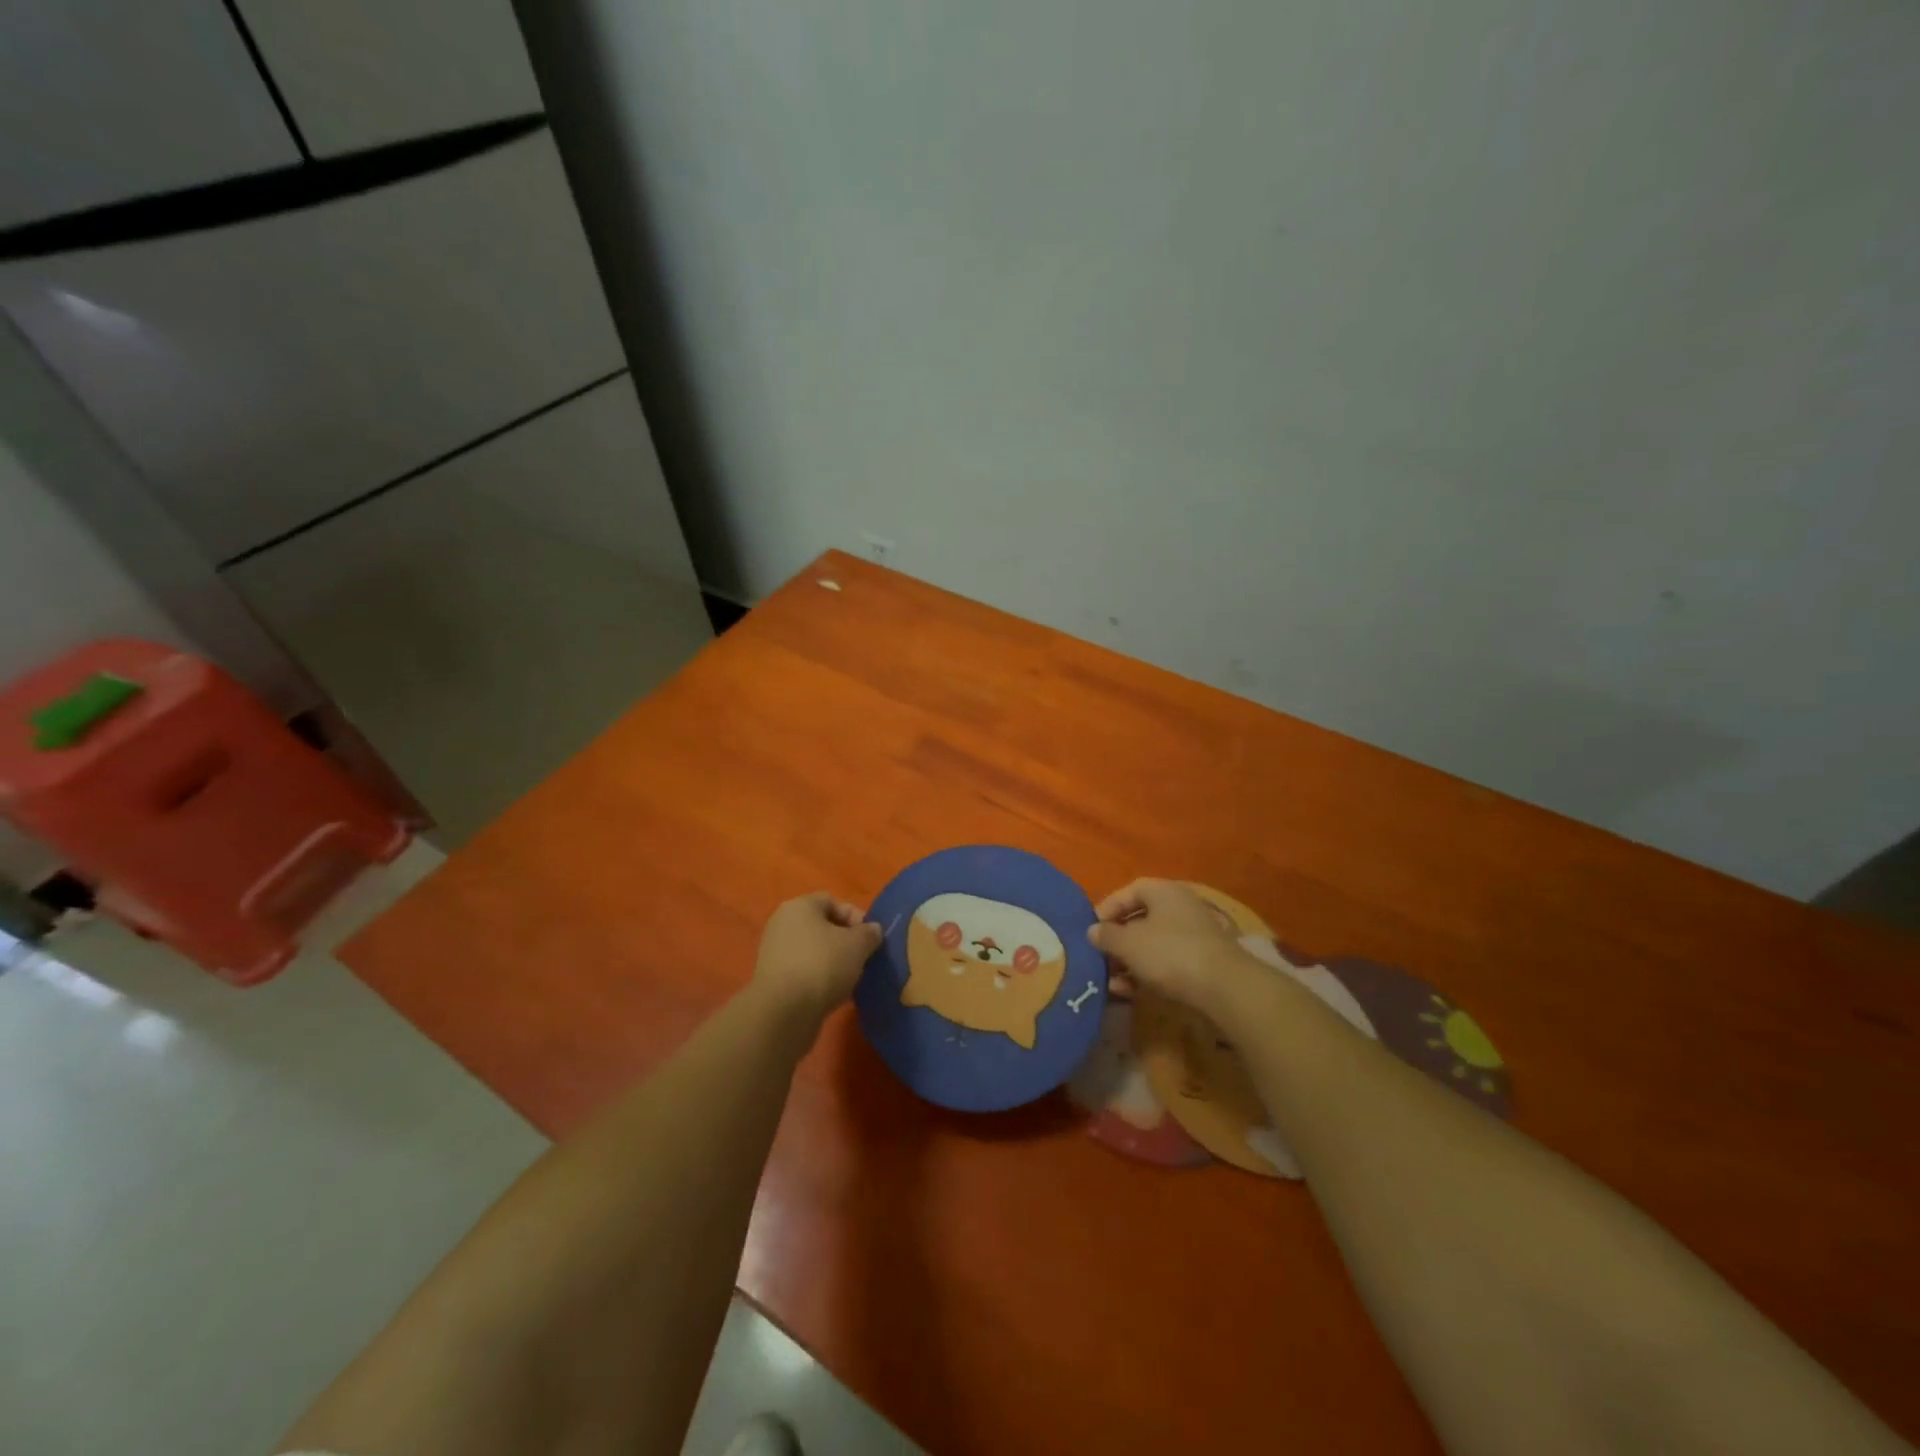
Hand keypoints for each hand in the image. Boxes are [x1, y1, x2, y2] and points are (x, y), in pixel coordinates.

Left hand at [752, 893, 882, 1022]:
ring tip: (850, 978)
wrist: (784, 1011)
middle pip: (822, 926)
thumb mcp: (858, 945)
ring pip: (813, 950)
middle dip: (845, 941)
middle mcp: (782, 923)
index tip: (870, 938)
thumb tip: (872, 930)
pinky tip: (833, 993)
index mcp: (799, 906)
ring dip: (833, 961)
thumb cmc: (823, 965)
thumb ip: (869, 933)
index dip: (855, 916)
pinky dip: (819, 978)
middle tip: (863, 958)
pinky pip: (803, 970)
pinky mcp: (773, 979)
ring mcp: (774, 952)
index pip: (832, 901)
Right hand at [1088, 878, 1256, 1014]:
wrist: (1224, 987)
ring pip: (1152, 944)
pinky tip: (1130, 992)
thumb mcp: (1128, 943)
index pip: (1129, 891)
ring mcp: (1194, 934)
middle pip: (1140, 919)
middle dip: (1117, 940)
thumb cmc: (1169, 953)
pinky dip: (1147, 973)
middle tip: (1099, 958)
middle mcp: (1180, 906)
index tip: (1091, 929)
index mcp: (1163, 891)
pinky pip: (1167, 961)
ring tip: (1111, 983)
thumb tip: (1093, 931)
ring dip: (1129, 961)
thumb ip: (1106, 935)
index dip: (1107, 908)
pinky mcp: (1202, 961)